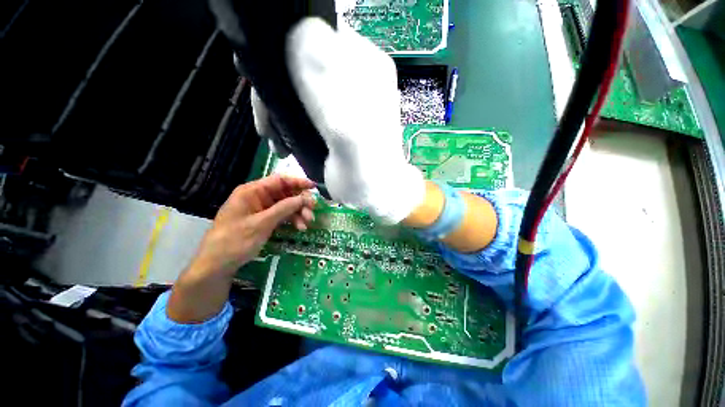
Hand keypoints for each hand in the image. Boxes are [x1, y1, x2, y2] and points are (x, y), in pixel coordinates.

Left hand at [168, 175, 315, 322]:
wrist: (217, 264)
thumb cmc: (235, 241)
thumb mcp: (261, 224)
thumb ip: (284, 209)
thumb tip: (304, 198)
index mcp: (252, 191)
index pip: (279, 180)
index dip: (298, 182)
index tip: (313, 188)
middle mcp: (258, 197)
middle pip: (285, 193)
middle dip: (300, 202)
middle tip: (312, 211)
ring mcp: (262, 209)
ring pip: (287, 205)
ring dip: (299, 213)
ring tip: (307, 223)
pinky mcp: (265, 219)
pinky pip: (283, 215)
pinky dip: (292, 220)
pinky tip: (300, 228)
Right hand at [283, 18, 424, 223]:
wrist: (372, 188)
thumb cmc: (361, 154)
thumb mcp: (339, 108)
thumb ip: (317, 66)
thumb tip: (298, 31)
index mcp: (365, 66)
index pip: (321, 37)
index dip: (289, 48)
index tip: (266, 74)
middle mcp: (355, 80)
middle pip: (305, 66)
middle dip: (278, 89)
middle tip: (264, 117)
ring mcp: (344, 103)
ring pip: (301, 91)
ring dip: (279, 111)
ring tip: (271, 136)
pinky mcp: (334, 124)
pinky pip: (304, 113)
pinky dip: (289, 124)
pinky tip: (281, 142)